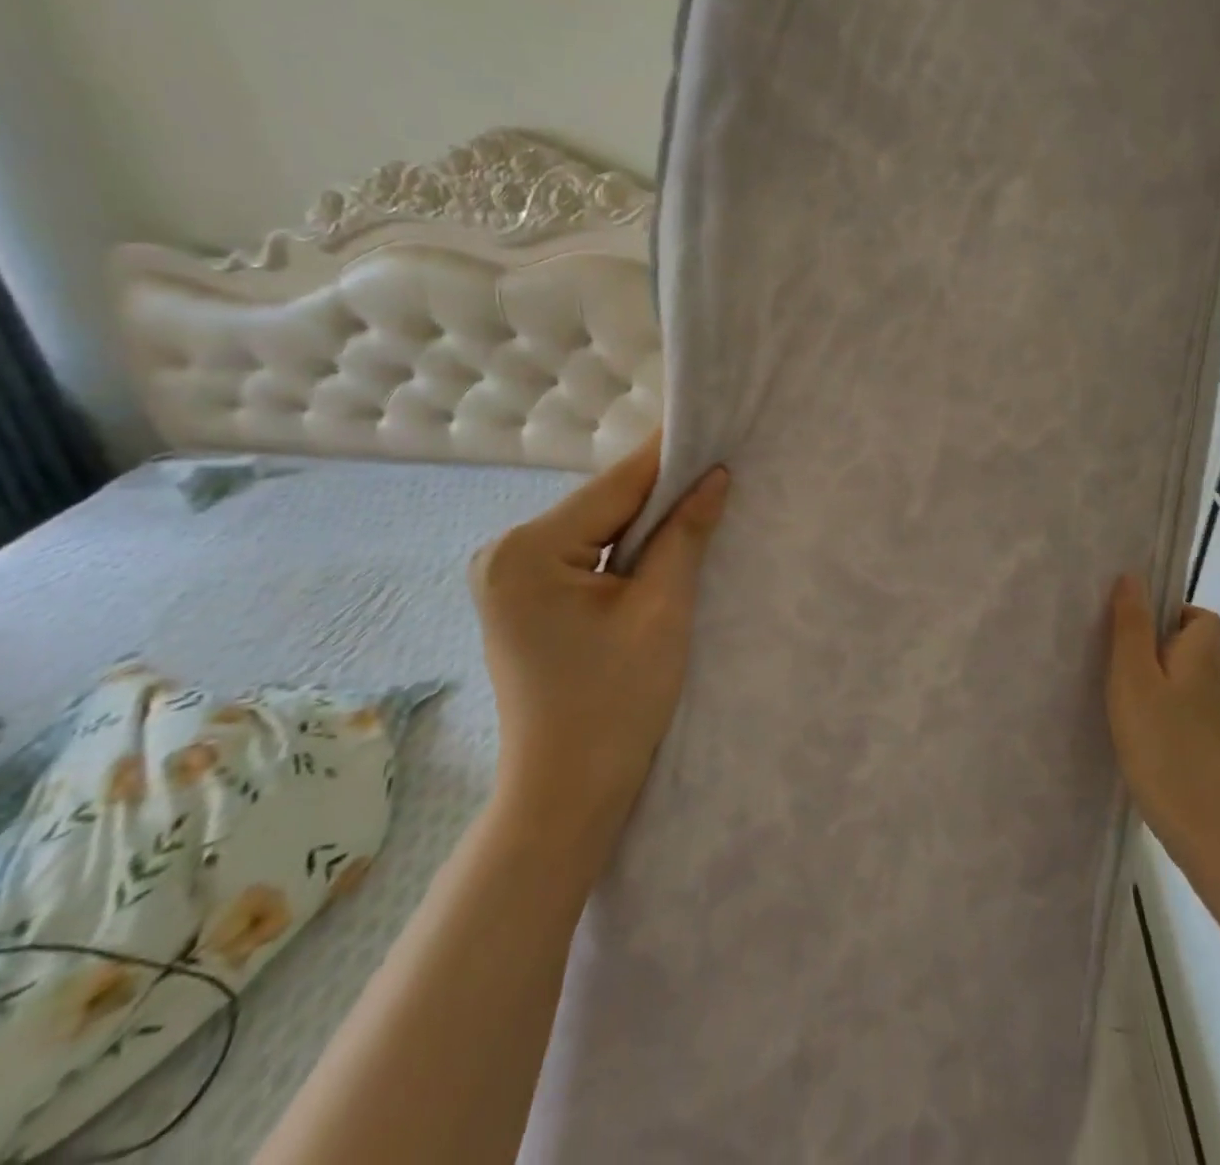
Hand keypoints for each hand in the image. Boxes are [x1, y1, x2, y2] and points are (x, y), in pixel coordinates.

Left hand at [468, 433, 728, 880]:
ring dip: (642, 522)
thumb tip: (714, 475)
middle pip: (600, 505)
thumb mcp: (662, 611)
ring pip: (593, 529)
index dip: (668, 456)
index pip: (613, 486)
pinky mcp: (520, 597)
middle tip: (716, 468)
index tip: (711, 425)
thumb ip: (684, 533)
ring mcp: (506, 576)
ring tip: (699, 501)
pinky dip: (621, 549)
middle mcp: (503, 552)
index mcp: (527, 551)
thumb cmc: (617, 705)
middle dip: (658, 493)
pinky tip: (659, 545)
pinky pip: (581, 555)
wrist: (566, 794)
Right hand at [1106, 576, 1219, 865]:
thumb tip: (1133, 576)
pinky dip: (1182, 702)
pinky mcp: (1216, 744)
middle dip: (1180, 640)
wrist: (1201, 821)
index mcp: (1204, 655)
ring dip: (1181, 672)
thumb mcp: (1132, 676)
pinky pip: (1202, 705)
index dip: (1174, 614)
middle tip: (1138, 654)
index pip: (1204, 617)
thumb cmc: (1160, 741)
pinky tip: (1151, 720)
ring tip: (1140, 686)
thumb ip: (1131, 625)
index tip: (1137, 628)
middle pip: (1214, 644)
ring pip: (1209, 676)